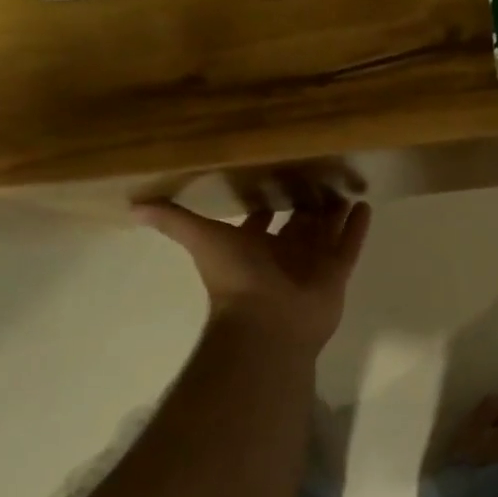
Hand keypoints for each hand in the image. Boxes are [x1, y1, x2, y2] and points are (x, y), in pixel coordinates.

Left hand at [134, 198, 370, 353]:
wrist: (266, 322)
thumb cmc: (235, 278)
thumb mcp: (201, 239)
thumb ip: (173, 221)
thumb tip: (132, 204)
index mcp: (253, 247)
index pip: (261, 221)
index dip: (265, 203)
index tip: (273, 178)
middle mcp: (283, 254)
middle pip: (298, 224)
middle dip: (306, 203)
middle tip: (319, 174)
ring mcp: (311, 265)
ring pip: (326, 232)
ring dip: (334, 212)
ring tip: (346, 184)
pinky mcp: (336, 274)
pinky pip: (349, 246)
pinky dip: (357, 228)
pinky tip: (365, 204)